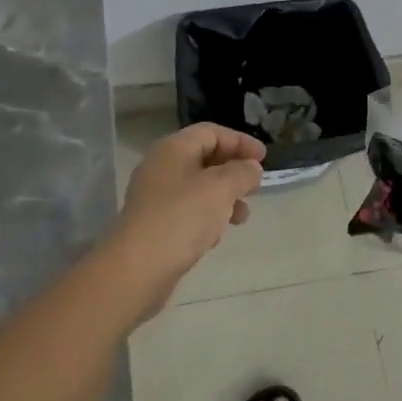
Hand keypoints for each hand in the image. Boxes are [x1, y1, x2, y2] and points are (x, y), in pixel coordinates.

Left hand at [112, 123, 265, 312]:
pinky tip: (216, 237)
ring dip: (224, 198)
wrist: (137, 268)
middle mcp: (161, 167)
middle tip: (255, 187)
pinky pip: (188, 211)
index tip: (264, 158)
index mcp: (173, 148)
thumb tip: (251, 168)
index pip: (211, 132)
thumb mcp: (221, 188)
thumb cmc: (182, 217)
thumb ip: (241, 172)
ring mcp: (155, 196)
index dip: (240, 141)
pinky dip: (207, 218)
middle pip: (204, 158)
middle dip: (233, 171)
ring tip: (242, 218)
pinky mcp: (155, 224)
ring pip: (198, 188)